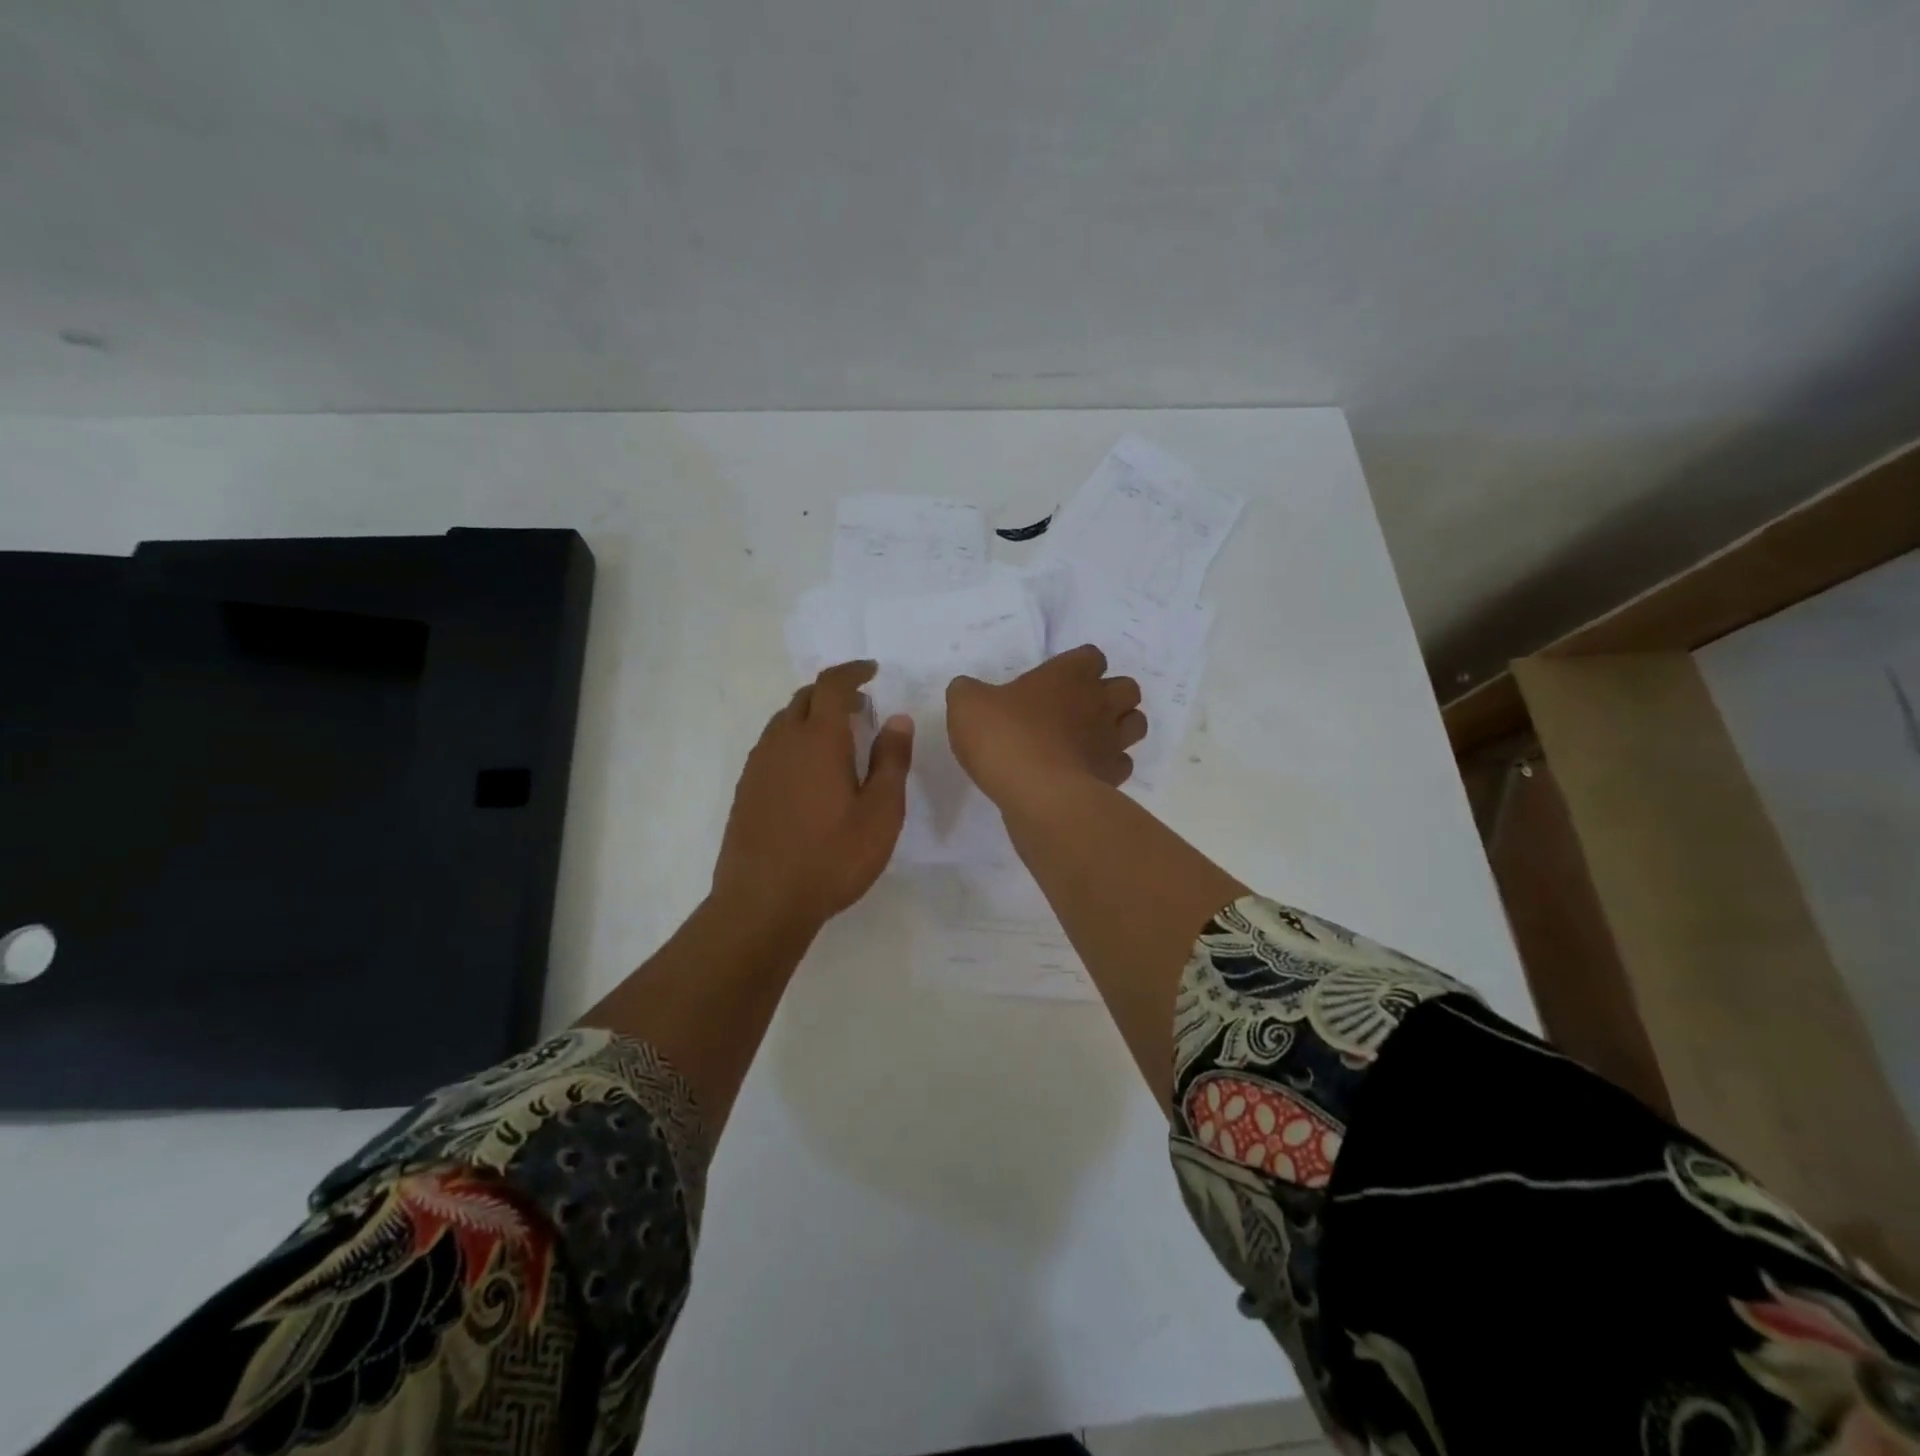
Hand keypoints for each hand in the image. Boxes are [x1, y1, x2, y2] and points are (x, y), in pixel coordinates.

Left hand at [712, 661, 914, 933]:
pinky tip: (809, 771)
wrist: (763, 902)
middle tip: (860, 706)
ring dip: (811, 716)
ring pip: (784, 721)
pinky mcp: (746, 789)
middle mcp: (783, 742)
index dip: (853, 672)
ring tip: (837, 737)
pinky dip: (794, 740)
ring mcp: (759, 766)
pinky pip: (772, 746)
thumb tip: (897, 719)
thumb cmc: (832, 858)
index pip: (832, 685)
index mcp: (818, 740)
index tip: (872, 671)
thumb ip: (891, 761)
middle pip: (805, 698)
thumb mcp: (880, 814)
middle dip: (833, 692)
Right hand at [946, 645, 1145, 808]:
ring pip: (1136, 724)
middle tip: (1079, 710)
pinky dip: (1109, 766)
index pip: (1091, 656)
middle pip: (1127, 688)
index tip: (1056, 681)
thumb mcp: (967, 705)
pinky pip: (1123, 764)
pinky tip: (1086, 771)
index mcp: (1069, 675)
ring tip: (1090, 738)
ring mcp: (1111, 740)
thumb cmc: (1004, 736)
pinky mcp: (1112, 776)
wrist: (1036, 792)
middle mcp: (1099, 702)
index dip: (1078, 666)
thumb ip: (968, 692)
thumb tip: (969, 690)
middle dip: (1111, 695)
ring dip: (1120, 727)